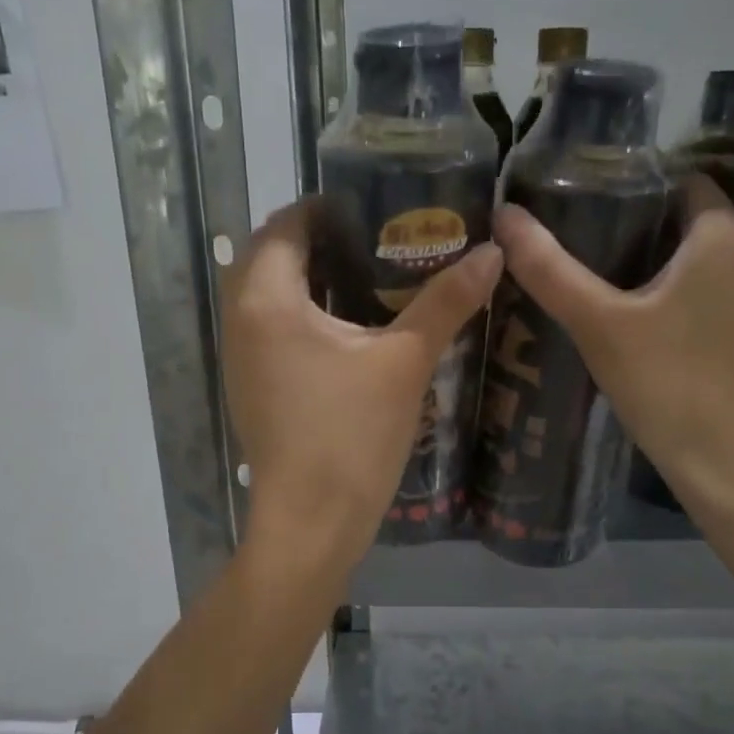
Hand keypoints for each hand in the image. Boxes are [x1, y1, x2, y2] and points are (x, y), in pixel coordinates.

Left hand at [222, 199, 502, 572]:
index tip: (377, 209)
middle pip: (272, 258)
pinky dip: (303, 316)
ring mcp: (241, 359)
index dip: (328, 209)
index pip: (286, 225)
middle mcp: (240, 321)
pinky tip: (352, 331)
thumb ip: (446, 302)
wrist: (312, 524)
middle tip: (380, 241)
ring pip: (269, 297)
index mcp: (266, 300)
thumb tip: (493, 252)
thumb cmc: (352, 437)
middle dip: (320, 242)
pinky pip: (272, 331)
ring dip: (310, 280)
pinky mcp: (252, 389)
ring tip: (371, 278)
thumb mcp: (405, 363)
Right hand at [493, 179, 733, 516]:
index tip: (598, 227)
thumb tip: (504, 215)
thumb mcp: (597, 324)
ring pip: (721, 265)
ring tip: (633, 305)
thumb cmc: (664, 382)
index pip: (683, 186)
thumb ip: (548, 268)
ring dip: (683, 275)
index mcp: (727, 234)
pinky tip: (674, 339)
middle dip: (656, 241)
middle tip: (603, 272)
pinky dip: (708, 305)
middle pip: (701, 226)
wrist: (728, 462)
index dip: (639, 201)